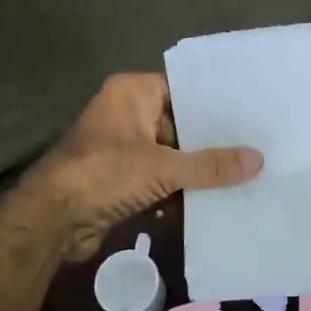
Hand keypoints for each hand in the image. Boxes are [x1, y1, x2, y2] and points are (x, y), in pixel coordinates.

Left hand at [19, 74, 262, 261]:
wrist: (51, 220)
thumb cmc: (104, 173)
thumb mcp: (162, 166)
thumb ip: (210, 165)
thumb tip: (258, 160)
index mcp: (132, 93)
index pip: (183, 89)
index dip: (215, 104)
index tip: (251, 113)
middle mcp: (127, 114)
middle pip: (181, 125)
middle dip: (212, 142)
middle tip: (258, 147)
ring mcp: (123, 149)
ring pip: (172, 156)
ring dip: (197, 171)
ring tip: (246, 176)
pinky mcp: (122, 180)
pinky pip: (160, 180)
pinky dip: (179, 192)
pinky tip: (215, 203)